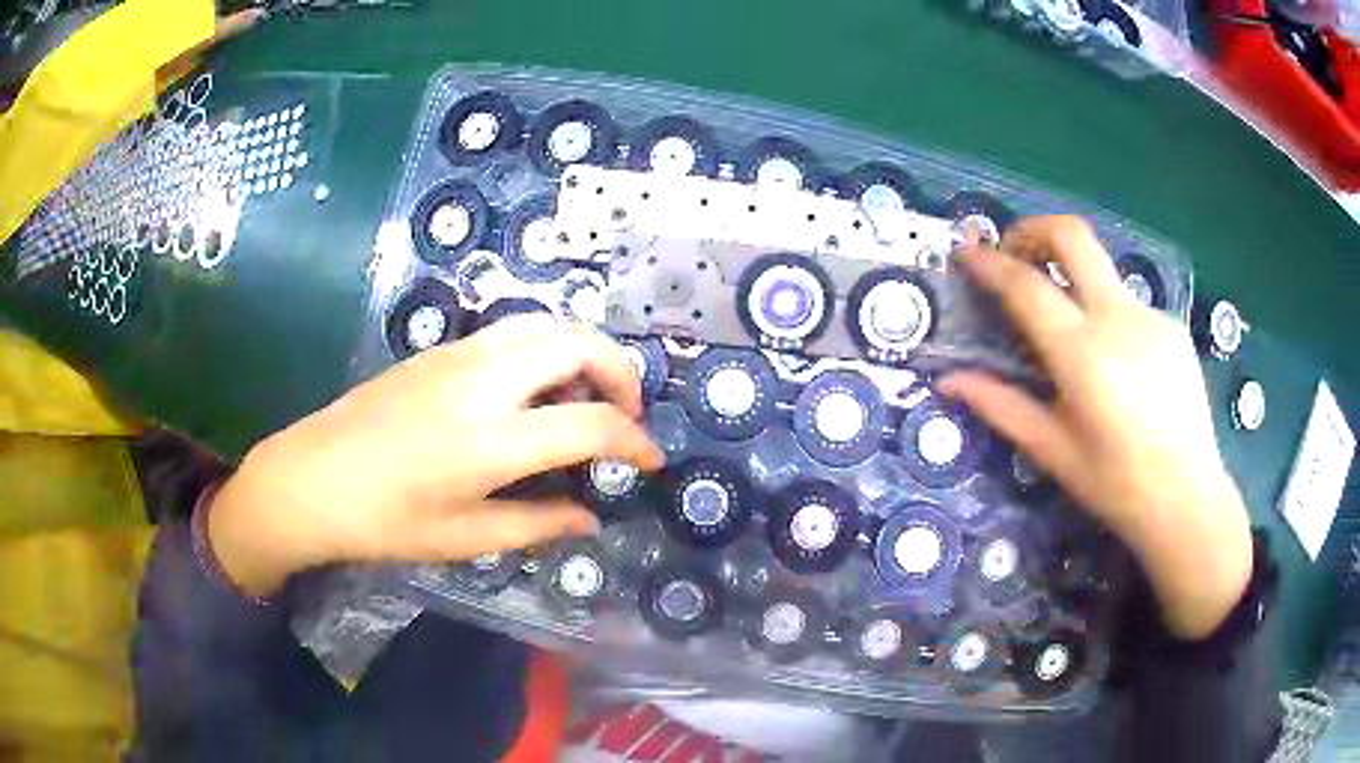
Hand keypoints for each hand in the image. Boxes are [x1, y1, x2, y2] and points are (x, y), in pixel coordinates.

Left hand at [207, 316, 665, 596]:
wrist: (310, 478)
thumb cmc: (383, 521)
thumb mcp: (464, 537)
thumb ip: (537, 523)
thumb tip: (590, 520)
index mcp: (491, 440)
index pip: (590, 423)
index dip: (635, 441)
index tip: (652, 460)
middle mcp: (483, 381)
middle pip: (578, 343)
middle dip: (621, 372)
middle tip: (626, 414)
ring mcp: (458, 355)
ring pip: (546, 324)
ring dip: (584, 351)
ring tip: (589, 394)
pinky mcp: (439, 349)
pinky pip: (513, 330)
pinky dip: (548, 347)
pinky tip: (537, 387)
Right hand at [940, 216, 1252, 639]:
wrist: (1188, 499)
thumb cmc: (1116, 486)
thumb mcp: (1054, 452)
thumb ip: (1002, 407)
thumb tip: (950, 381)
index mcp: (1084, 355)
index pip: (1027, 286)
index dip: (989, 262)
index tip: (965, 252)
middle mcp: (1119, 319)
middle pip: (1072, 235)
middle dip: (1034, 229)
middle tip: (1015, 253)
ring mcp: (1151, 316)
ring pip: (1101, 268)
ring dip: (1071, 276)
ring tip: (1066, 324)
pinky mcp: (1172, 325)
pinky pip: (1127, 303)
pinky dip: (1105, 312)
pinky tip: (1113, 361)